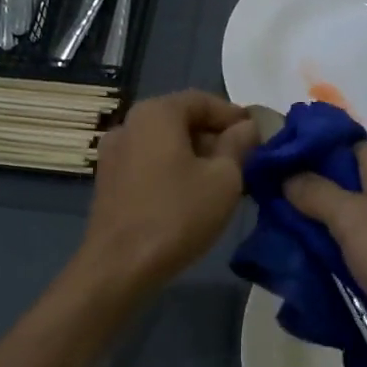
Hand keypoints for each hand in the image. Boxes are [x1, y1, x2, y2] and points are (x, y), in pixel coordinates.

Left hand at [82, 90, 258, 292]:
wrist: (119, 266)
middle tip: (246, 160)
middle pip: (182, 120)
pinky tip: (193, 194)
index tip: (258, 136)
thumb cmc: (177, 214)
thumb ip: (239, 145)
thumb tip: (247, 127)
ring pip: (165, 143)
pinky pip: (149, 163)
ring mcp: (114, 153)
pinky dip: (174, 169)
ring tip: (224, 181)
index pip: (203, 100)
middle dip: (216, 136)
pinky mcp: (108, 181)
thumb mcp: (224, 178)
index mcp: (156, 113)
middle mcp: (129, 124)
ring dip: (196, 155)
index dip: (234, 116)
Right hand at [284, 144, 366, 365]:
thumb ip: (316, 193)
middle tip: (264, 208)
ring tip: (277, 238)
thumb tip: (286, 174)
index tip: (267, 164)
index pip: (339, 144)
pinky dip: (333, 255)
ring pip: (344, 219)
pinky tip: (306, 264)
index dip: (304, 150)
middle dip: (303, 194)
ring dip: (316, 229)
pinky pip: (355, 250)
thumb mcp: (354, 219)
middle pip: (339, 183)